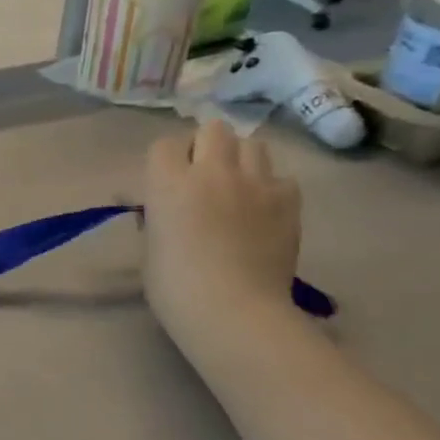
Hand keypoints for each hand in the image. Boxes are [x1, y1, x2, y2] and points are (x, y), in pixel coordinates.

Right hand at [142, 123, 301, 352]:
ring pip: (252, 144)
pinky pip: (281, 177)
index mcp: (168, 183)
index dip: (165, 160)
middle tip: (202, 173)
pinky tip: (263, 209)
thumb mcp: (150, 246)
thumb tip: (160, 209)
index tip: (164, 180)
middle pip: (213, 129)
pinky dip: (270, 186)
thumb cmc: (174, 285)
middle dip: (206, 145)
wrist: (233, 310)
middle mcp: (212, 172)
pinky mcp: (289, 201)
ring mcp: (256, 183)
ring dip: (240, 158)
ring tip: (236, 184)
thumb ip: (157, 216)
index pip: (164, 144)